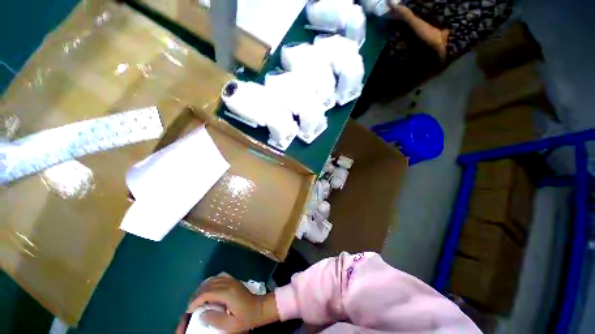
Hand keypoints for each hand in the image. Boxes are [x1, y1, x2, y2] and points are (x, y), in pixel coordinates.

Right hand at [183, 275, 278, 332]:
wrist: (259, 308)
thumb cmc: (246, 318)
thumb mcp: (230, 325)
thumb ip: (215, 319)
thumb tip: (201, 314)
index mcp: (227, 293)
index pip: (207, 293)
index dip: (195, 301)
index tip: (189, 310)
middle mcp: (229, 283)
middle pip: (208, 285)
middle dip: (197, 294)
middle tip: (191, 306)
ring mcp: (232, 280)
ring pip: (213, 279)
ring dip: (203, 287)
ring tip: (197, 299)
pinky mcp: (234, 280)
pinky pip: (220, 276)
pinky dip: (212, 281)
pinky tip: (209, 288)